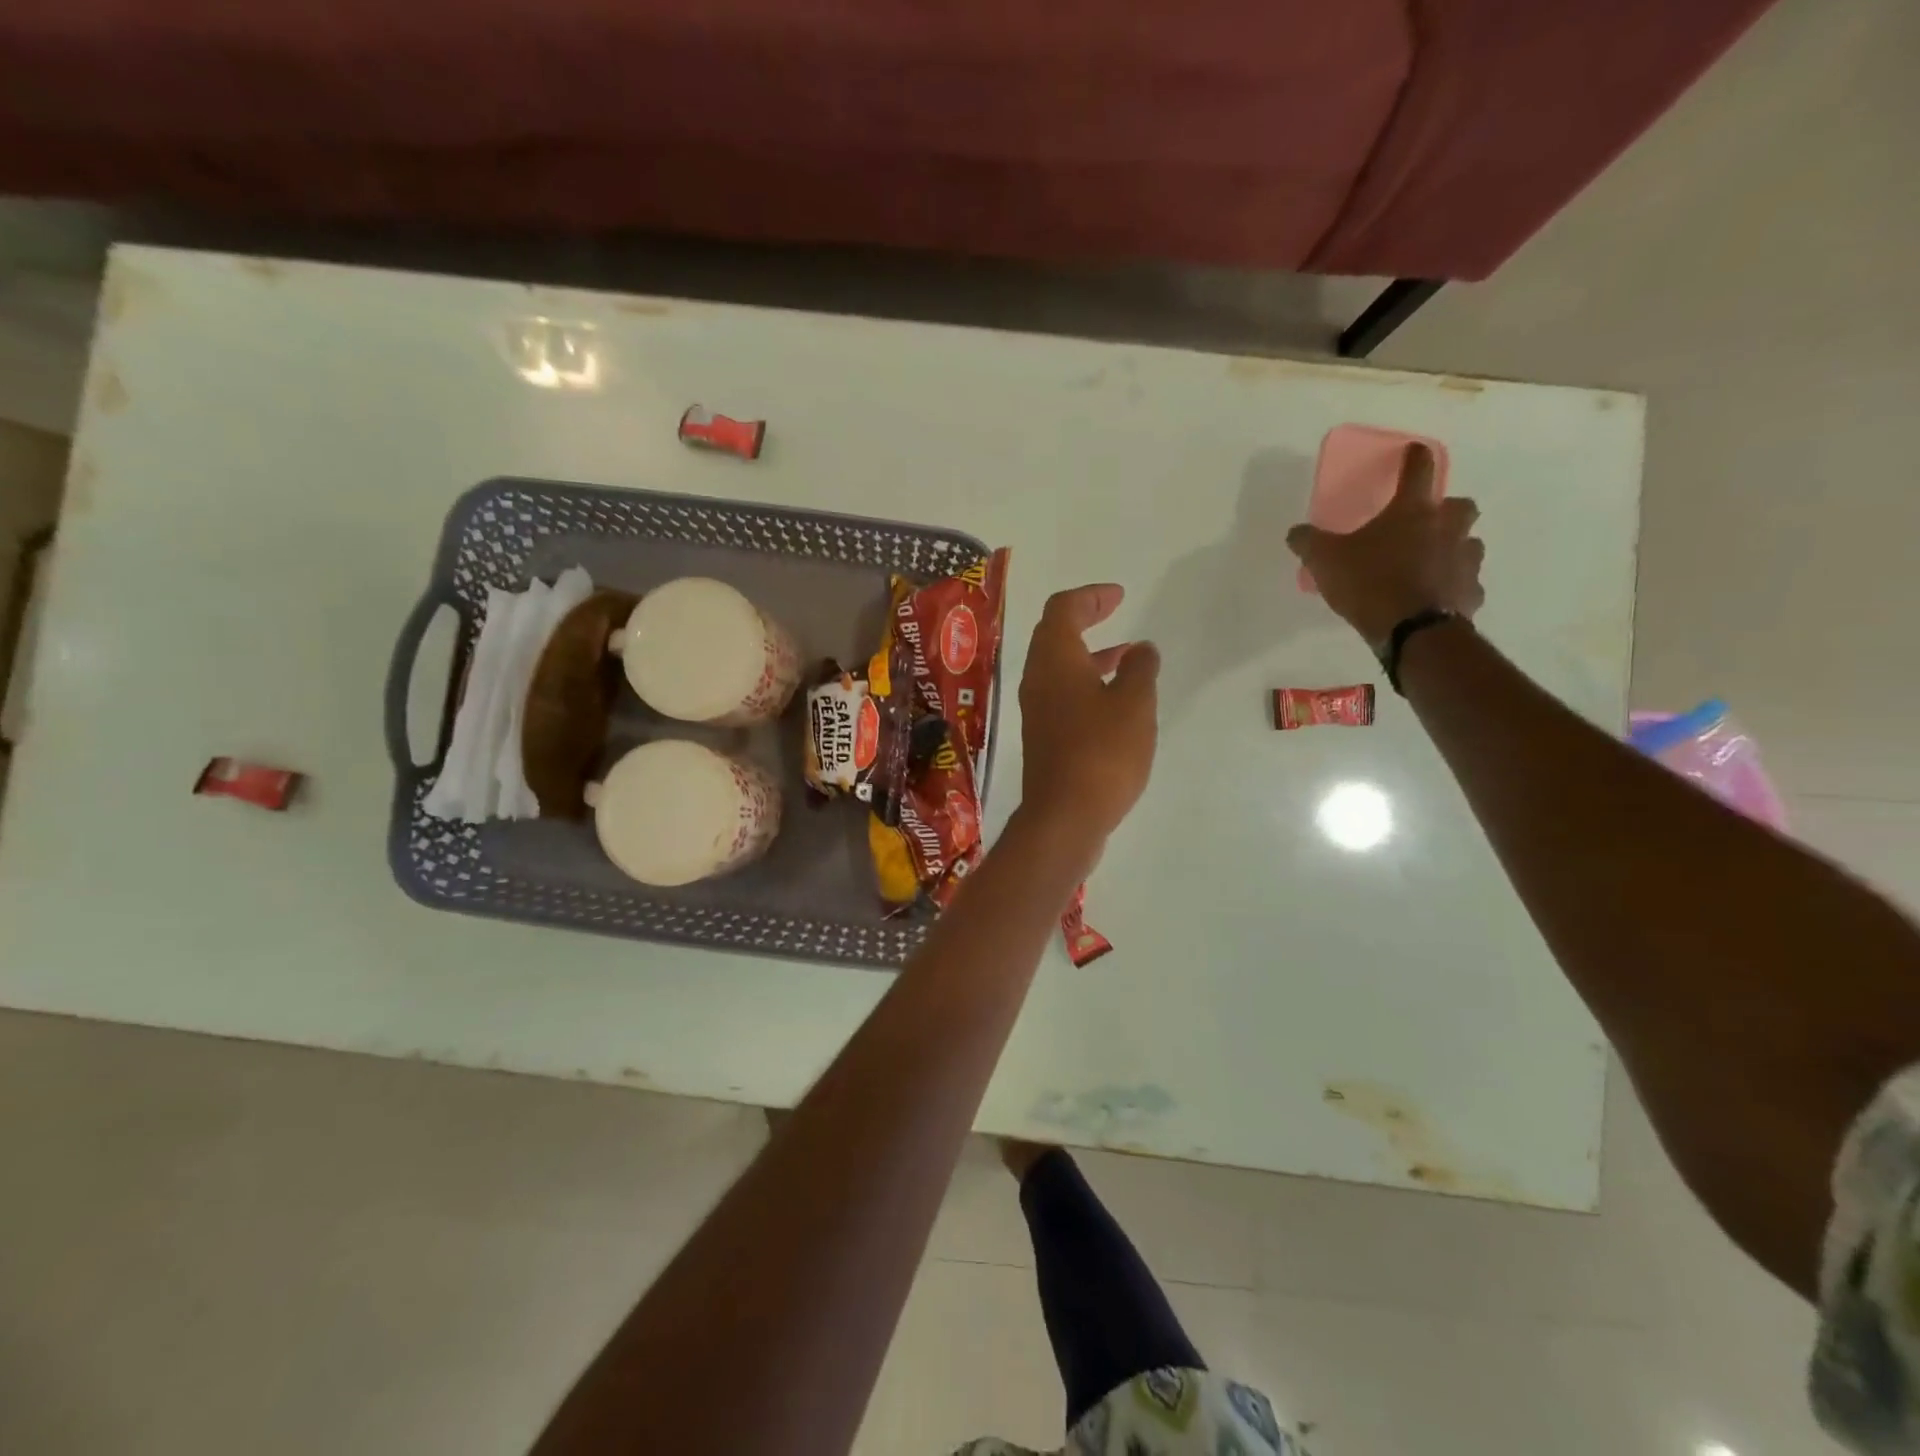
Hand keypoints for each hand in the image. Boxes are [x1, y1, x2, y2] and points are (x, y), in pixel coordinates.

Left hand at [1017, 584, 1159, 845]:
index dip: (1090, 596)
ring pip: (1057, 666)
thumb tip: (1141, 649)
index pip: (1062, 609)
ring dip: (1087, 653)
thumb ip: (1139, 669)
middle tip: (1115, 612)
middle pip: (1053, 634)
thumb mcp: (1133, 703)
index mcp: (1054, 660)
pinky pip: (1061, 693)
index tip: (1118, 596)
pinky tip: (1113, 700)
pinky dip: (1085, 682)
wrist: (1064, 816)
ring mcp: (1036, 710)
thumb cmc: (1102, 752)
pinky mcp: (1043, 736)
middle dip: (1085, 618)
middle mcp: (1037, 679)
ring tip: (1125, 655)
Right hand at [1286, 443, 1485, 644]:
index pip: (1418, 470)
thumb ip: (1309, 542)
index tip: (1414, 451)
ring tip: (1432, 562)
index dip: (1414, 458)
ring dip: (1454, 546)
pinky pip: (1466, 583)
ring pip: (1469, 543)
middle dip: (1447, 509)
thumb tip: (1295, 531)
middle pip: (1460, 505)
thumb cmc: (1369, 583)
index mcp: (1412, 511)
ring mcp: (1465, 559)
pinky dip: (1454, 586)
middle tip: (1427, 521)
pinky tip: (1437, 597)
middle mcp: (1447, 527)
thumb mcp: (1325, 560)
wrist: (1412, 629)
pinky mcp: (1471, 592)